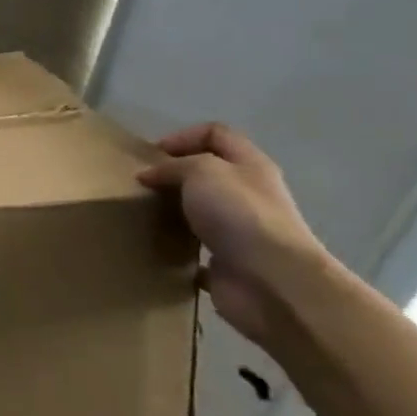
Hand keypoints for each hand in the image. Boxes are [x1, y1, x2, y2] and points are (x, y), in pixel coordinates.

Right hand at [136, 123, 329, 345]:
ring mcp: (241, 232)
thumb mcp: (202, 171)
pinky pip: (198, 252)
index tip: (153, 155)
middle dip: (174, 175)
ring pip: (202, 212)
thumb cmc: (239, 214)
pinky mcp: (229, 264)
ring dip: (174, 212)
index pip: (216, 134)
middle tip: (144, 185)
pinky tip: (158, 249)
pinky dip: (178, 250)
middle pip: (209, 173)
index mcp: (250, 166)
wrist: (272, 282)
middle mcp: (249, 195)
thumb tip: (150, 176)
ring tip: (145, 214)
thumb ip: (173, 166)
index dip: (183, 136)